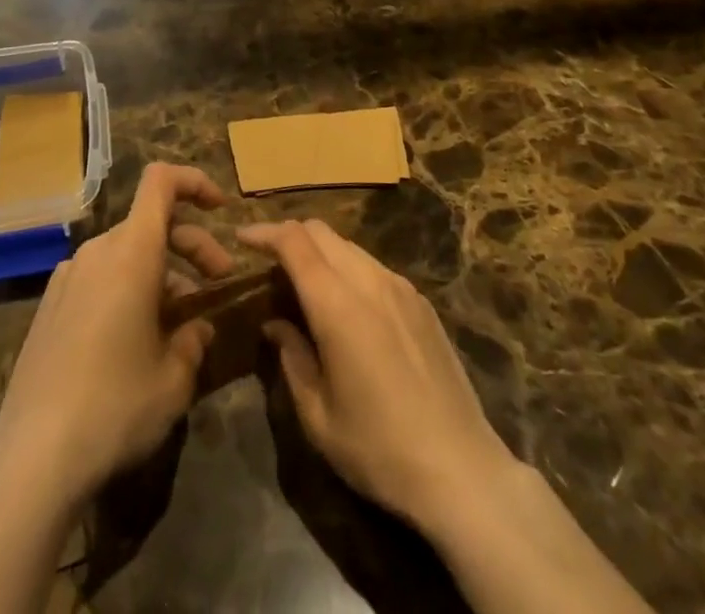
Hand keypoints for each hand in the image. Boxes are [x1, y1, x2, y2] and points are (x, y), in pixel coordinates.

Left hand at [0, 163, 234, 503]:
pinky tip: (135, 340)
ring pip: (125, 253)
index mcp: (131, 252)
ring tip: (180, 323)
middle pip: (150, 222)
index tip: (221, 208)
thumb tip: (197, 329)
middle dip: (191, 243)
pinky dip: (127, 288)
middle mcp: (97, 251)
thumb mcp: (173, 380)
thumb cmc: (115, 407)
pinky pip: (99, 278)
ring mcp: (68, 277)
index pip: (161, 182)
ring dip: (161, 272)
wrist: (31, 456)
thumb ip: (193, 342)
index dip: (195, 182)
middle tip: (218, 282)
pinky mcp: (50, 306)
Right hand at [238, 218, 518, 535]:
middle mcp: (369, 281)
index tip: (241, 238)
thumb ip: (292, 358)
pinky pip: (374, 267)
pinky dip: (348, 268)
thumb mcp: (318, 416)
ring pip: (349, 246)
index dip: (264, 233)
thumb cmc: (380, 450)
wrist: (463, 471)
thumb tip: (276, 323)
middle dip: (289, 236)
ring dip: (320, 252)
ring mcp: (400, 288)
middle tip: (268, 261)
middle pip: (321, 232)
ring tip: (304, 283)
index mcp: (338, 304)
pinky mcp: (421, 302)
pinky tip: (346, 305)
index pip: (294, 241)